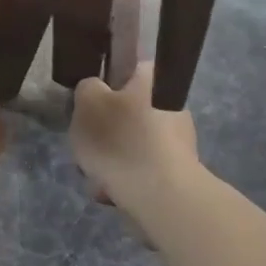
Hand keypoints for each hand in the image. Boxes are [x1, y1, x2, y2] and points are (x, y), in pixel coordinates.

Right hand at [69, 63, 199, 213]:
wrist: (161, 196)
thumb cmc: (121, 140)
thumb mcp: (88, 102)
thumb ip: (87, 87)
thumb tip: (96, 90)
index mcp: (153, 79)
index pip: (128, 69)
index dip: (104, 86)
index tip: (89, 106)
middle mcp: (170, 104)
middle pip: (126, 111)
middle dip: (105, 131)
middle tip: (87, 147)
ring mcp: (178, 140)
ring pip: (131, 143)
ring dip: (112, 159)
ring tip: (96, 178)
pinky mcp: (177, 172)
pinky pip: (141, 169)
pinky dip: (125, 179)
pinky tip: (111, 192)